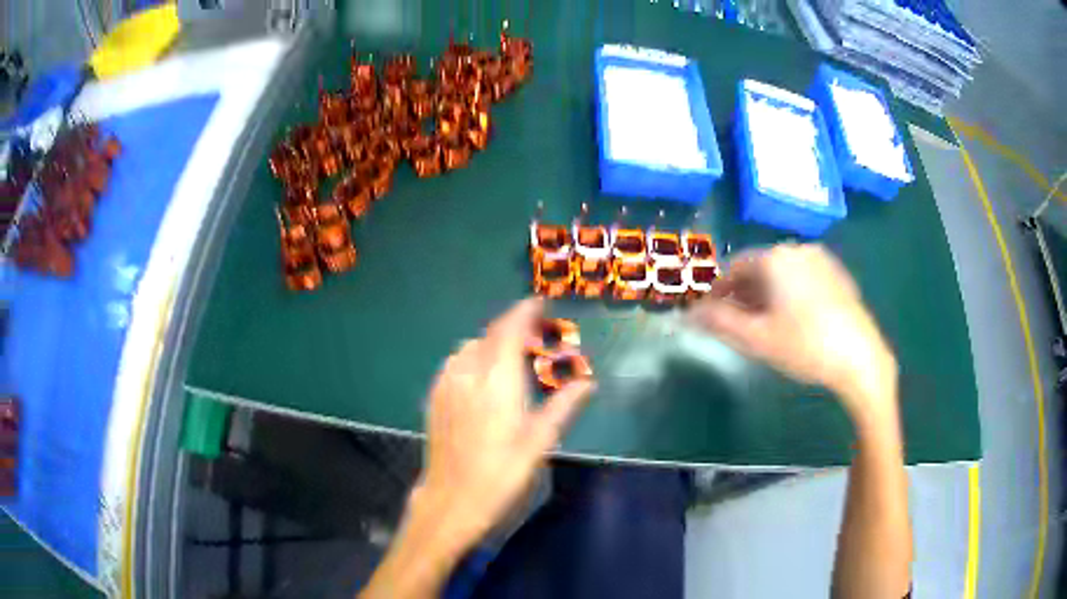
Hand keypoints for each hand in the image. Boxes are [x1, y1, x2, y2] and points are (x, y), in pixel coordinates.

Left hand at [415, 297, 594, 552]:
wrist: (452, 499)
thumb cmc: (502, 473)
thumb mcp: (540, 442)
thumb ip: (563, 405)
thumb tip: (587, 382)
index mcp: (498, 379)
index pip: (510, 329)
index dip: (525, 311)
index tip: (540, 303)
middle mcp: (468, 372)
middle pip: (489, 334)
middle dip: (512, 327)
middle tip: (534, 337)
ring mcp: (447, 383)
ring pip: (470, 347)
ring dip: (491, 343)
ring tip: (510, 358)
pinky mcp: (435, 397)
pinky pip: (455, 363)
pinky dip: (473, 358)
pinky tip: (482, 378)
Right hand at [690, 243, 896, 419]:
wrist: (861, 357)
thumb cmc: (805, 346)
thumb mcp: (757, 338)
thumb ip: (719, 322)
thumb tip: (689, 313)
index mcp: (775, 258)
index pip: (734, 267)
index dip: (717, 290)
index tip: (709, 313)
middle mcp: (797, 249)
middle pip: (759, 267)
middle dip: (742, 293)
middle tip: (735, 322)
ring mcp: (821, 260)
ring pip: (782, 272)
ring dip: (765, 293)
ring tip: (762, 323)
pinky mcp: (838, 274)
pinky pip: (802, 277)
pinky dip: (789, 292)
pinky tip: (793, 319)